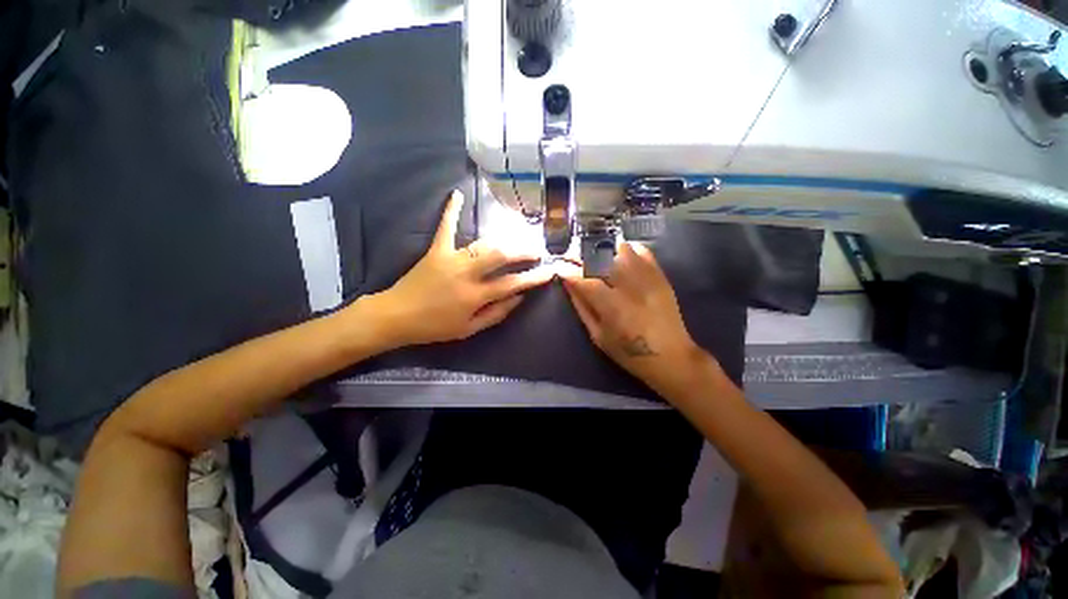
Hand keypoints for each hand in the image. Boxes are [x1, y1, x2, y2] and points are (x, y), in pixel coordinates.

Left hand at [370, 190, 554, 347]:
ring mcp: (451, 258)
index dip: (534, 277)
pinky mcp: (436, 250)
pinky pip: (445, 227)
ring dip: (505, 239)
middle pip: (501, 256)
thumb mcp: (469, 329)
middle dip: (523, 251)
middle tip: (537, 250)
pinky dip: (451, 211)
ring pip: (483, 243)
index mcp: (475, 296)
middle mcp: (466, 273)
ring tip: (520, 238)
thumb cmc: (434, 327)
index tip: (549, 271)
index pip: (512, 284)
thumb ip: (496, 314)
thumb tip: (519, 298)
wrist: (396, 316)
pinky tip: (458, 193)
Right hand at [562, 242, 713, 396]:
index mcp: (613, 307)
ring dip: (602, 250)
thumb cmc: (628, 352)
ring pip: (621, 249)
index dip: (568, 271)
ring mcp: (648, 278)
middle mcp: (631, 287)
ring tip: (593, 257)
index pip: (585, 280)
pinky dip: (625, 249)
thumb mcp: (598, 335)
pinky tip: (616, 256)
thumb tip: (568, 284)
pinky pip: (642, 251)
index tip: (558, 267)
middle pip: (601, 259)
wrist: (671, 355)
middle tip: (571, 257)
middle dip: (581, 255)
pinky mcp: (660, 276)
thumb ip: (582, 307)